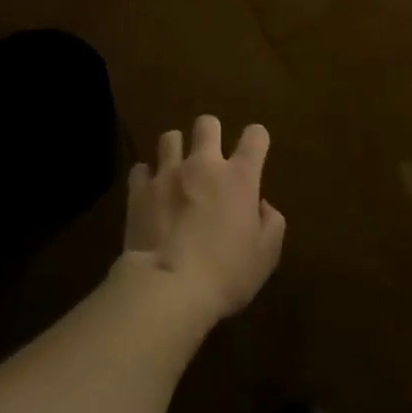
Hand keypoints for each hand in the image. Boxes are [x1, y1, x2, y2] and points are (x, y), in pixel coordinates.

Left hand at [118, 115, 284, 322]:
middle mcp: (204, 164)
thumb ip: (272, 224)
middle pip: (207, 124)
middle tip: (210, 158)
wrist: (168, 288)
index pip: (255, 136)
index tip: (255, 151)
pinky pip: (140, 169)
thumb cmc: (225, 274)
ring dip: (175, 150)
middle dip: (210, 133)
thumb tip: (262, 205)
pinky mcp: (140, 189)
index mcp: (239, 177)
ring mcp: (168, 173)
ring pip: (170, 137)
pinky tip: (149, 191)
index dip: (257, 138)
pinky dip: (146, 177)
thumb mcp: (265, 257)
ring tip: (176, 169)